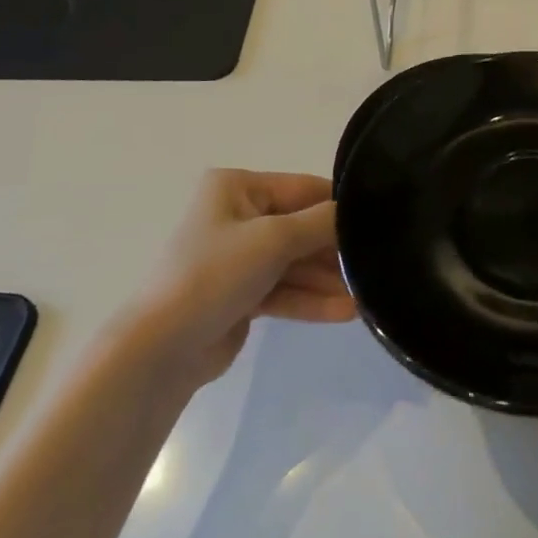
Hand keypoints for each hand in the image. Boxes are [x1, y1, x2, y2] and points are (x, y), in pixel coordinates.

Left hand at [143, 168, 356, 384]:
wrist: (160, 349)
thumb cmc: (214, 275)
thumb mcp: (273, 239)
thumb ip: (320, 223)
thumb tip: (356, 213)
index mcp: (237, 188)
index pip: (302, 188)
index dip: (339, 205)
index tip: (377, 221)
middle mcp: (237, 216)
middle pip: (300, 227)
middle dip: (334, 249)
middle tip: (374, 263)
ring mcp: (238, 257)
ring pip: (294, 262)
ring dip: (327, 279)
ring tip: (365, 295)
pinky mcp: (240, 294)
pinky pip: (284, 289)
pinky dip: (310, 299)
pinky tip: (345, 312)